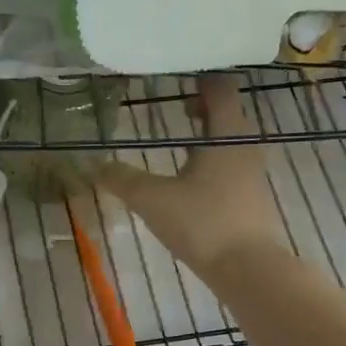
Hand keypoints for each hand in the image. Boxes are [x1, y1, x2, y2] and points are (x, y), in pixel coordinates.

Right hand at [98, 73, 281, 273]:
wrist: (249, 269)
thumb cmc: (203, 223)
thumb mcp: (153, 199)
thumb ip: (122, 180)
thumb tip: (93, 164)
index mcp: (227, 134)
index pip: (220, 88)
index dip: (199, 77)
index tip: (174, 75)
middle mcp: (246, 146)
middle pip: (226, 113)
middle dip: (201, 106)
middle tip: (172, 105)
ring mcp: (252, 173)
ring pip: (229, 141)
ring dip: (206, 135)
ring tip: (178, 141)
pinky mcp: (252, 198)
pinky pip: (231, 165)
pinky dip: (212, 160)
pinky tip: (190, 179)